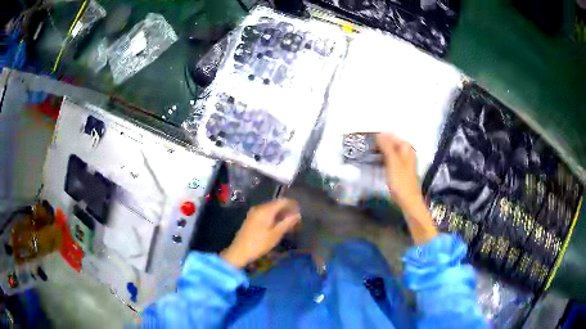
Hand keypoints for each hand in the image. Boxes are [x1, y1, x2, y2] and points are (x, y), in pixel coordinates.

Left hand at [221, 198, 300, 267]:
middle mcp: (259, 208)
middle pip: (276, 204)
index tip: (300, 211)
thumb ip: (287, 223)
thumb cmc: (259, 243)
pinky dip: (273, 217)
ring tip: (289, 223)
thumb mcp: (276, 234)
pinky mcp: (251, 218)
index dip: (292, 204)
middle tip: (296, 219)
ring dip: (280, 214)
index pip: (282, 201)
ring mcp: (253, 213)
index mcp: (265, 210)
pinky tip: (277, 225)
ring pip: (270, 209)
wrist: (239, 251)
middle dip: (287, 210)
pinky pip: (265, 213)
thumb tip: (298, 214)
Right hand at [376, 133, 436, 243]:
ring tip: (367, 155)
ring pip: (389, 152)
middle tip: (365, 148)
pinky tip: (375, 163)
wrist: (409, 201)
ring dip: (379, 153)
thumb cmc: (401, 182)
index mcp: (406, 148)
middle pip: (390, 143)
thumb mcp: (392, 162)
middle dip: (378, 145)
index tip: (366, 141)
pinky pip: (390, 160)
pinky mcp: (400, 170)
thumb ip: (386, 146)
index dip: (379, 137)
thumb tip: (379, 133)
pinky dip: (383, 160)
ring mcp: (404, 161)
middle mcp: (406, 152)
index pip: (390, 136)